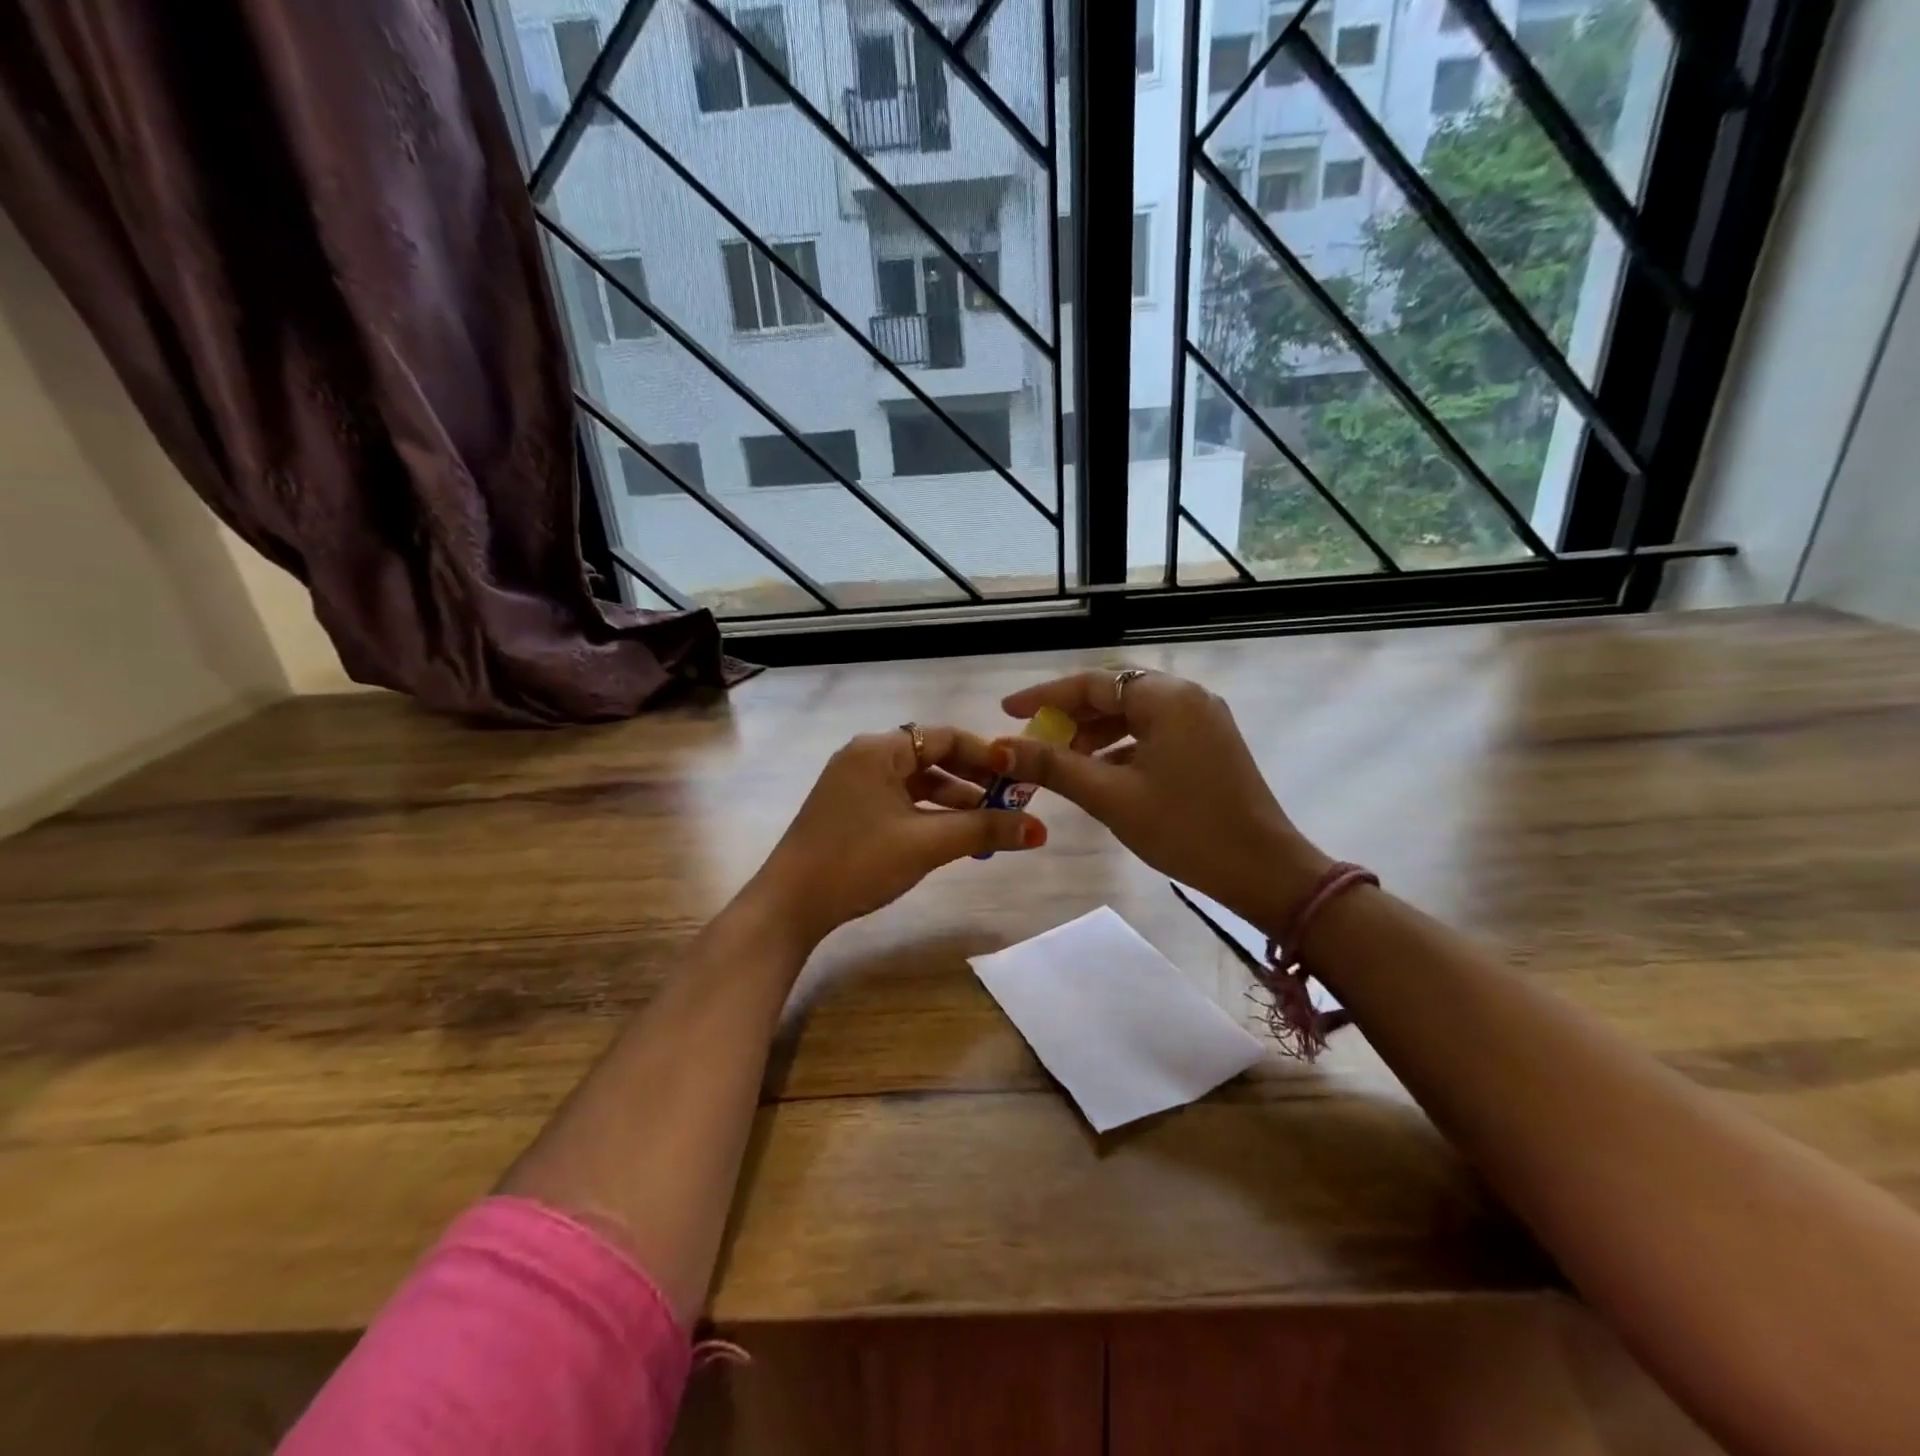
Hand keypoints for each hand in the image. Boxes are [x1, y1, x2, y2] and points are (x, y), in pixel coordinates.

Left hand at [749, 726, 1045, 948]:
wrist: (789, 905)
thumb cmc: (857, 862)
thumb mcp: (926, 844)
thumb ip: (984, 830)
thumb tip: (1039, 829)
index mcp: (879, 750)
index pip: (945, 737)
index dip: (986, 755)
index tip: (1019, 777)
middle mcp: (865, 757)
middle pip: (932, 757)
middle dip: (973, 780)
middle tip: (1010, 803)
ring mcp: (853, 783)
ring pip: (916, 782)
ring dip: (953, 800)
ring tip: (988, 825)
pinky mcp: (850, 809)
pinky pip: (900, 800)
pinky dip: (928, 813)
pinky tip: (952, 836)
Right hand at [991, 670, 1329, 929]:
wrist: (1263, 871)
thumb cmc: (1184, 829)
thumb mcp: (1111, 797)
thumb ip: (1053, 766)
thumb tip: (999, 749)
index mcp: (1166, 698)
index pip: (1092, 683)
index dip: (1045, 697)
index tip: (1008, 711)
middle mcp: (1187, 697)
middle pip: (1114, 693)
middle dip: (1069, 716)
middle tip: (1032, 738)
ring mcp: (1202, 720)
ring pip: (1133, 714)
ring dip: (1094, 733)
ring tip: (1059, 760)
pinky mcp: (1208, 744)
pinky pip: (1152, 732)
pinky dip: (1121, 747)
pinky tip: (1098, 773)